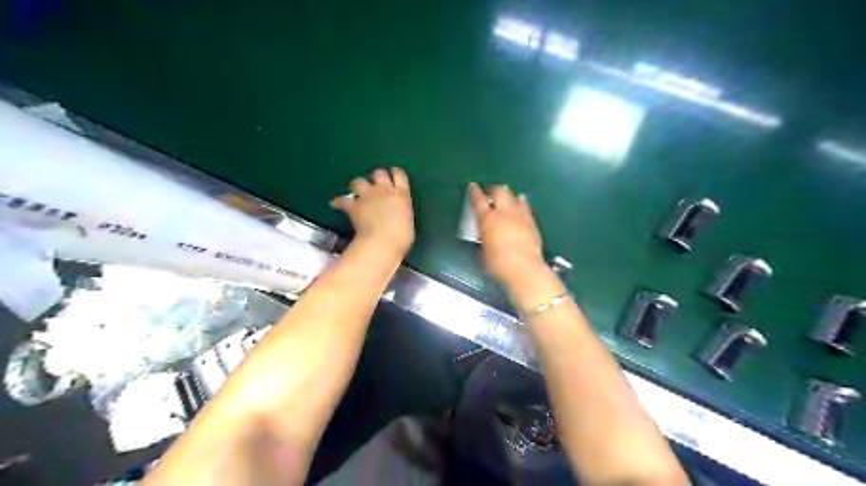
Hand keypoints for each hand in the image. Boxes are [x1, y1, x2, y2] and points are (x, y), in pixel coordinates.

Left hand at [332, 167, 415, 258]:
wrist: (383, 241)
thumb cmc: (401, 236)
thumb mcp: (408, 221)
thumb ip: (402, 212)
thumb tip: (397, 214)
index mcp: (401, 195)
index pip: (399, 176)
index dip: (395, 173)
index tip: (393, 172)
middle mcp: (384, 190)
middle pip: (379, 173)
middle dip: (376, 176)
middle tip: (374, 183)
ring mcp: (368, 197)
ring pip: (359, 181)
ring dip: (357, 184)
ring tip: (355, 189)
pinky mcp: (354, 206)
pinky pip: (343, 200)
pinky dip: (338, 202)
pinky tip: (335, 204)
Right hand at [471, 182, 542, 283]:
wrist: (524, 269)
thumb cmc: (498, 264)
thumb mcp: (484, 250)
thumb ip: (485, 237)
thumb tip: (487, 234)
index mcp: (489, 219)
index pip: (479, 200)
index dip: (474, 192)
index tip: (473, 186)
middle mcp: (505, 213)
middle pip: (500, 192)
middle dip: (494, 189)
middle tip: (490, 192)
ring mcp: (521, 216)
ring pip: (515, 197)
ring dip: (509, 196)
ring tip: (507, 198)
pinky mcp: (533, 223)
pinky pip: (526, 208)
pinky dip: (521, 205)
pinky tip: (521, 207)